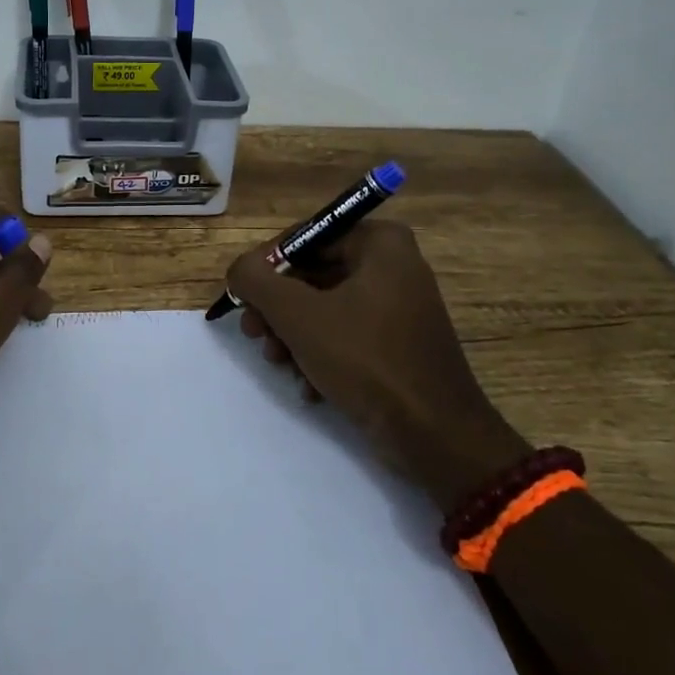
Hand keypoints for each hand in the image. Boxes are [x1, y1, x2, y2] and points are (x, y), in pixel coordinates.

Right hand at [226, 220, 529, 512]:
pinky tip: (308, 385)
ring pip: (325, 308)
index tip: (244, 301)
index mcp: (380, 242)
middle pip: (313, 275)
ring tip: (278, 363)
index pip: (305, 238)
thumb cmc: (366, 359)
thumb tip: (238, 269)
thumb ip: (256, 281)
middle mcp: (393, 264)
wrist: (436, 436)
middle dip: (278, 309)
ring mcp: (399, 305)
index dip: (267, 268)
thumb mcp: (298, 314)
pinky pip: (347, 335)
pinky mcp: (399, 343)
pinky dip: (321, 355)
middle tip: (254, 335)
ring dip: (293, 336)